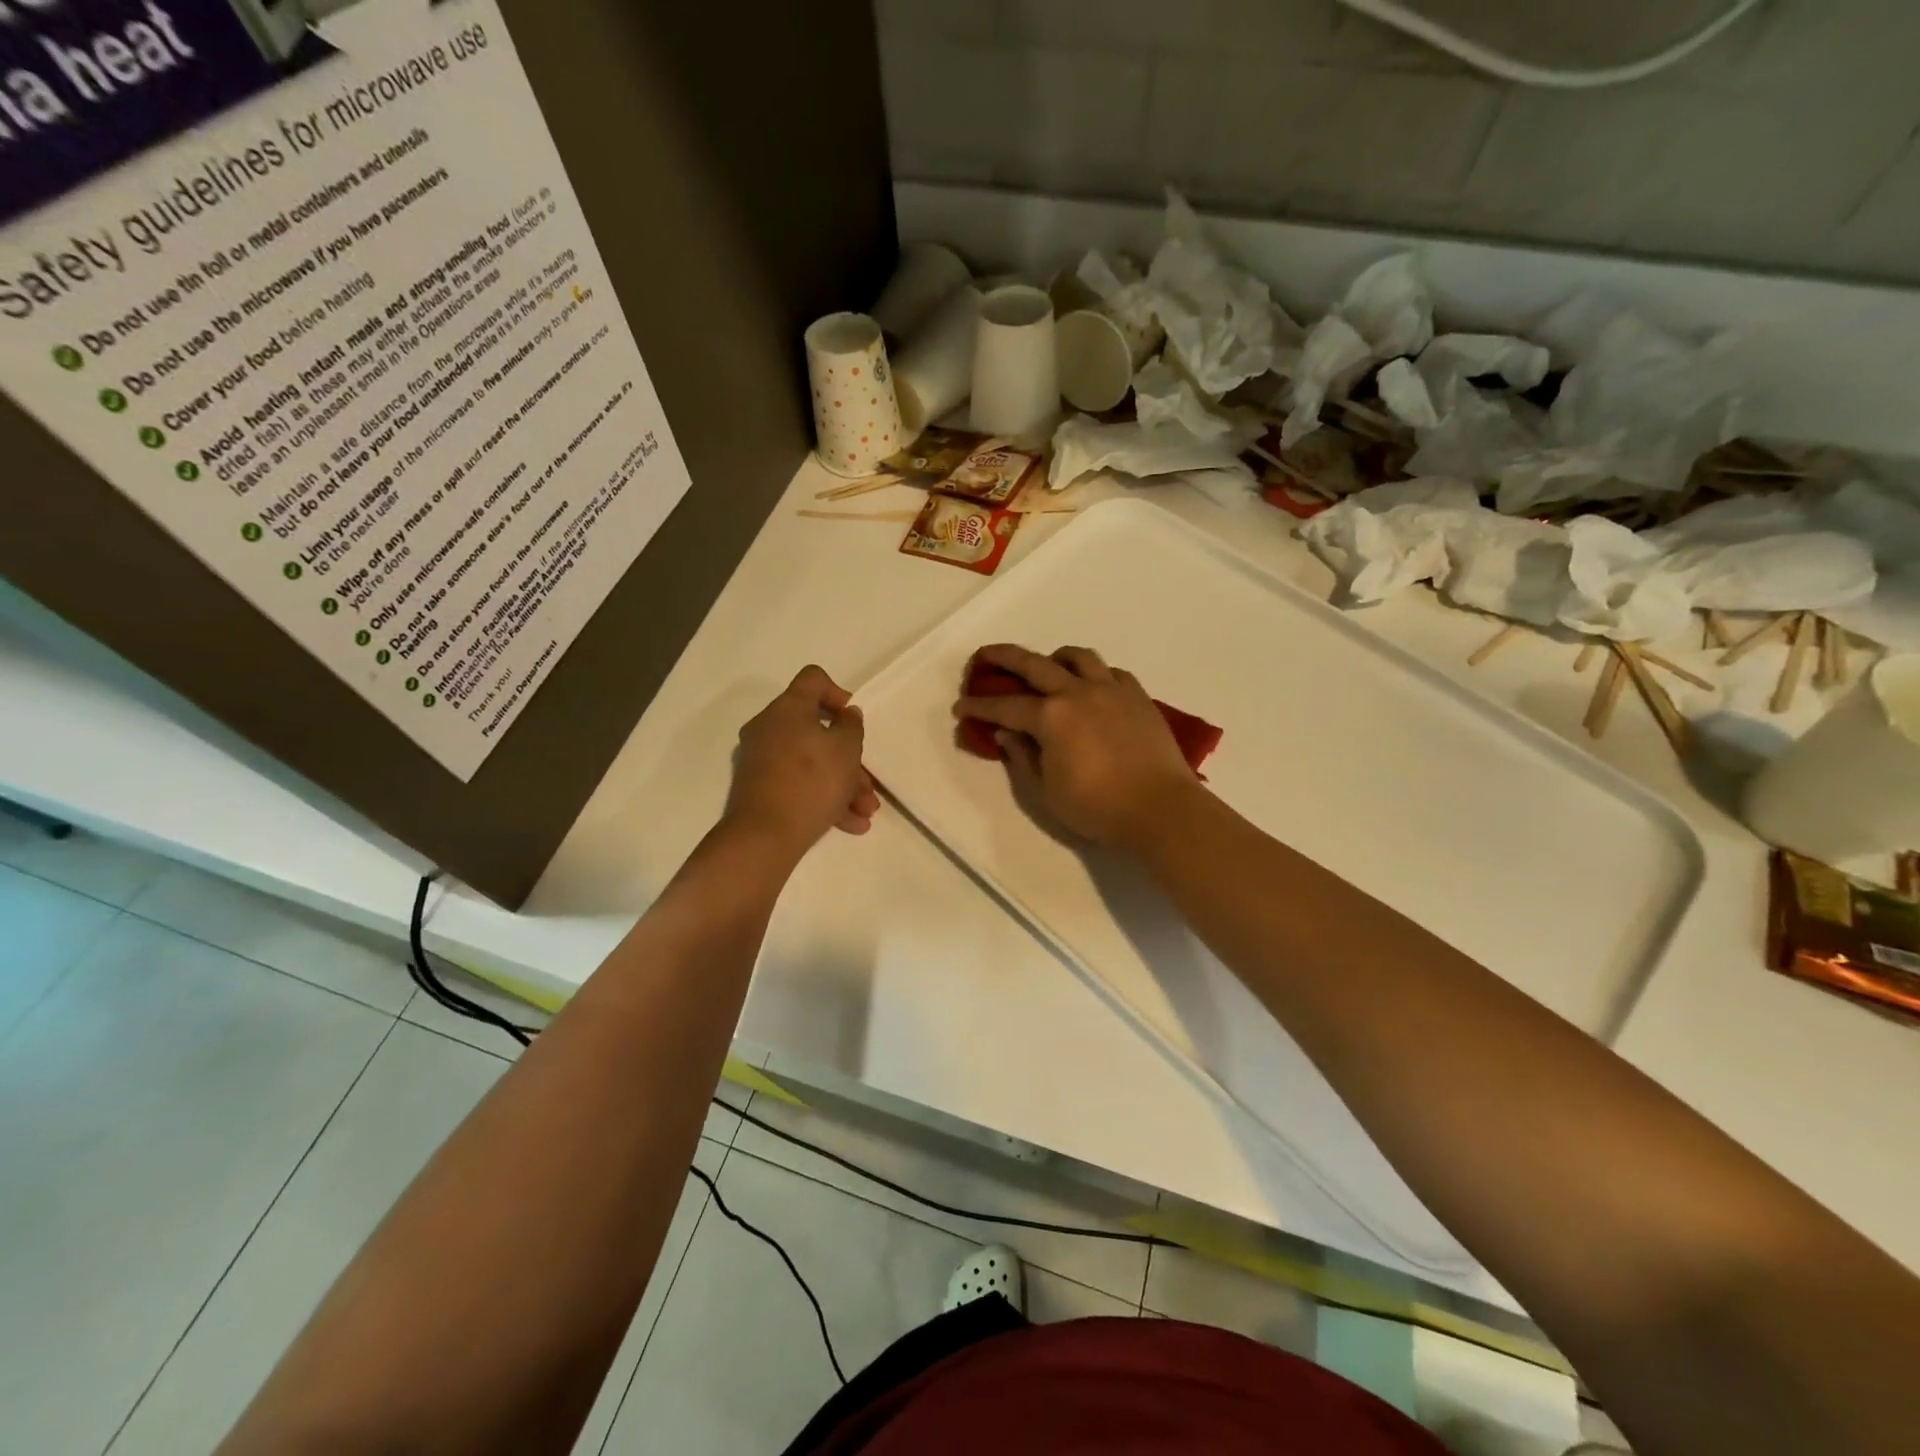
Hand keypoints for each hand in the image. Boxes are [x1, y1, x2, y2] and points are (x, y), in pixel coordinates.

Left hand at [725, 666, 879, 856]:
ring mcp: (762, 760)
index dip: (838, 693)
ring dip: (843, 783)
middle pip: (816, 729)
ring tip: (866, 812)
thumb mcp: (847, 749)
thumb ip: (852, 726)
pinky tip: (850, 824)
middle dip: (849, 757)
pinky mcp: (760, 788)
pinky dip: (824, 798)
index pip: (813, 679)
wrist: (765, 836)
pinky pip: (798, 784)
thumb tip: (846, 715)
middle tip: (868, 782)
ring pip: (811, 762)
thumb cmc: (812, 781)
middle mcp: (769, 728)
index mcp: (788, 708)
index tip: (853, 720)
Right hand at [953, 644, 1200, 850]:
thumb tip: (1007, 734)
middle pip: (1034, 664)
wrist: (1160, 810)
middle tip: (986, 656)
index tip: (961, 707)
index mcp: (1051, 717)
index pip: (1005, 706)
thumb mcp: (1046, 791)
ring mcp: (1111, 690)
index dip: (979, 706)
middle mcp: (1078, 692)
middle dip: (1004, 658)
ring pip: (1078, 657)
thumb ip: (1022, 757)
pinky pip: (1111, 672)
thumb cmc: (1097, 808)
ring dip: (1055, 657)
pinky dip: (1094, 673)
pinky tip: (1092, 687)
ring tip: (1047, 666)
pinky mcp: (1138, 697)